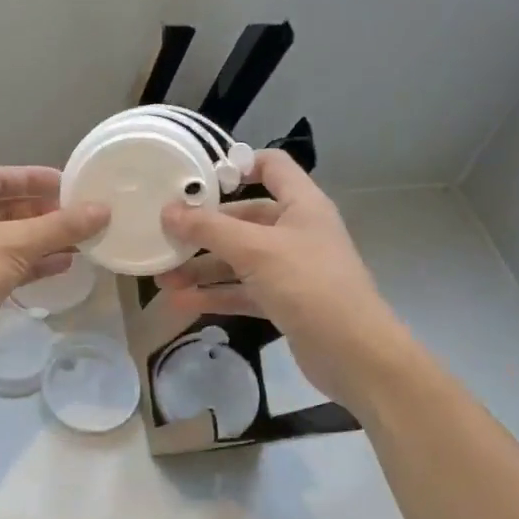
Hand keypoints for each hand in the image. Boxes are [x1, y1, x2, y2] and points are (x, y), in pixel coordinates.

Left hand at [0, 166, 107, 391]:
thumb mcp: (15, 244)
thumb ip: (60, 227)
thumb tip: (102, 210)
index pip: (0, 178)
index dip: (34, 178)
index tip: (70, 184)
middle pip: (7, 208)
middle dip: (44, 212)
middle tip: (82, 215)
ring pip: (11, 240)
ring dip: (44, 240)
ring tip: (83, 240)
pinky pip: (10, 266)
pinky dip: (35, 264)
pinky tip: (65, 265)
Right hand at [157, 150, 407, 410]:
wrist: (354, 354)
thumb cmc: (309, 285)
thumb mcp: (255, 250)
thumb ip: (210, 229)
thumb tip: (167, 210)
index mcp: (301, 205)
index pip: (271, 166)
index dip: (237, 164)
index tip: (197, 178)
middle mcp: (297, 231)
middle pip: (244, 218)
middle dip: (204, 229)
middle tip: (164, 235)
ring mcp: (291, 268)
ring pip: (239, 259)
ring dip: (203, 267)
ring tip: (163, 278)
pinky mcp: (284, 301)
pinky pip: (243, 291)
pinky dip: (216, 295)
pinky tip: (182, 302)